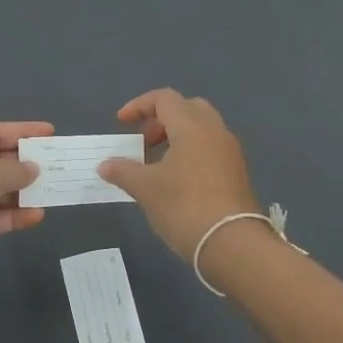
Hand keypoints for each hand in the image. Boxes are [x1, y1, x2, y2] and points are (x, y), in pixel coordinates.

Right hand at [97, 89, 259, 260]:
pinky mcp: (237, 172)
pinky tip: (177, 180)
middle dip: (161, 119)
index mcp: (192, 126)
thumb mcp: (146, 189)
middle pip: (187, 108)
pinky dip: (191, 152)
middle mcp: (215, 131)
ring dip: (177, 137)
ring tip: (157, 164)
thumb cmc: (184, 207)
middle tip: (144, 142)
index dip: (139, 105)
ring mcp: (230, 152)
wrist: (233, 245)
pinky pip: (211, 148)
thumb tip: (104, 165)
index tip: (121, 123)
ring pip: (202, 128)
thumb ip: (123, 171)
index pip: (164, 98)